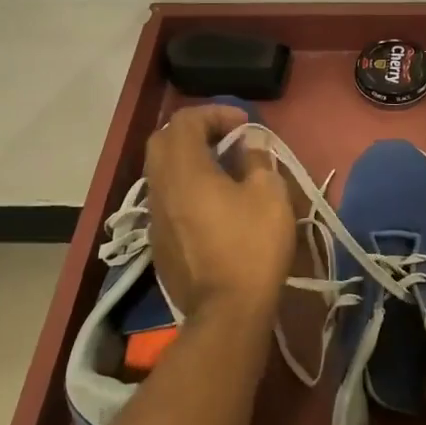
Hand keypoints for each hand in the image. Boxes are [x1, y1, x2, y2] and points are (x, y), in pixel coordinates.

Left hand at [144, 104, 294, 321]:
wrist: (226, 312)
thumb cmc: (252, 246)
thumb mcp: (270, 195)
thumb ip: (256, 160)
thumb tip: (248, 145)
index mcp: (185, 170)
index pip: (186, 121)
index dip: (215, 113)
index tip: (245, 125)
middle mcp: (160, 187)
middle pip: (164, 141)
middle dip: (195, 131)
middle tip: (227, 139)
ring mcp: (155, 216)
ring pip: (161, 171)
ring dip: (188, 160)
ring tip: (222, 169)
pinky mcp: (158, 240)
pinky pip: (166, 197)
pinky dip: (185, 186)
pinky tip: (212, 203)